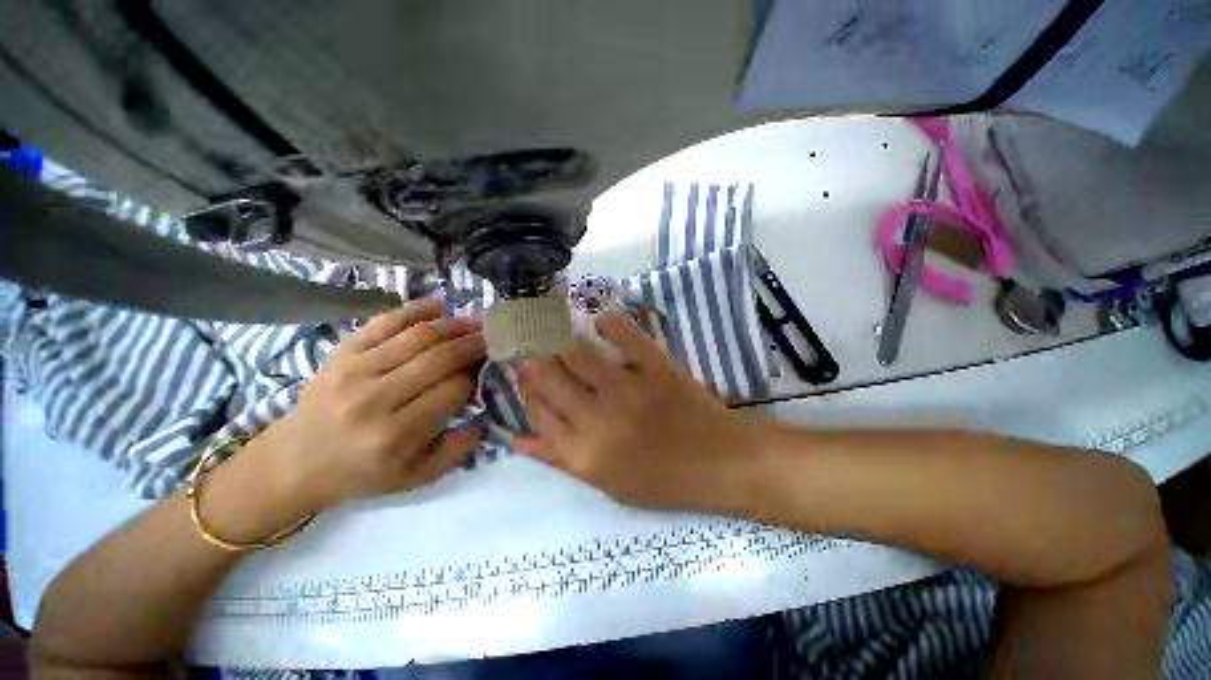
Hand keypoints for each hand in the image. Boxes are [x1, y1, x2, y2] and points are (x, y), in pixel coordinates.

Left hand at [258, 298, 485, 511]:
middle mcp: (375, 399)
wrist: (293, 462)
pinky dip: (414, 310)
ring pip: (417, 337)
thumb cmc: (360, 473)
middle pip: (439, 359)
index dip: (475, 377)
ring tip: (474, 323)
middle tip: (492, 338)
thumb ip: (456, 452)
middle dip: (472, 345)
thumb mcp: (414, 477)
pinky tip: (438, 307)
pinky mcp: (340, 353)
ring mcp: (354, 370)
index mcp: (395, 435)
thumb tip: (484, 419)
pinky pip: (383, 323)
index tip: (486, 371)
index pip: (452, 391)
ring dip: (453, 326)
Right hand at [514, 313, 768, 513]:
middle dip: (533, 356)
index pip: (536, 410)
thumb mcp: (604, 483)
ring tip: (554, 325)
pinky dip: (608, 323)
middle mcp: (596, 418)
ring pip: (576, 353)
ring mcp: (627, 388)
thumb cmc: (661, 480)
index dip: (526, 388)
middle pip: (547, 377)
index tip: (525, 371)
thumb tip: (515, 439)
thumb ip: (558, 459)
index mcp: (582, 452)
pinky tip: (599, 321)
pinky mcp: (655, 367)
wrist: (720, 463)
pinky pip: (625, 335)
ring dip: (560, 336)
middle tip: (531, 342)